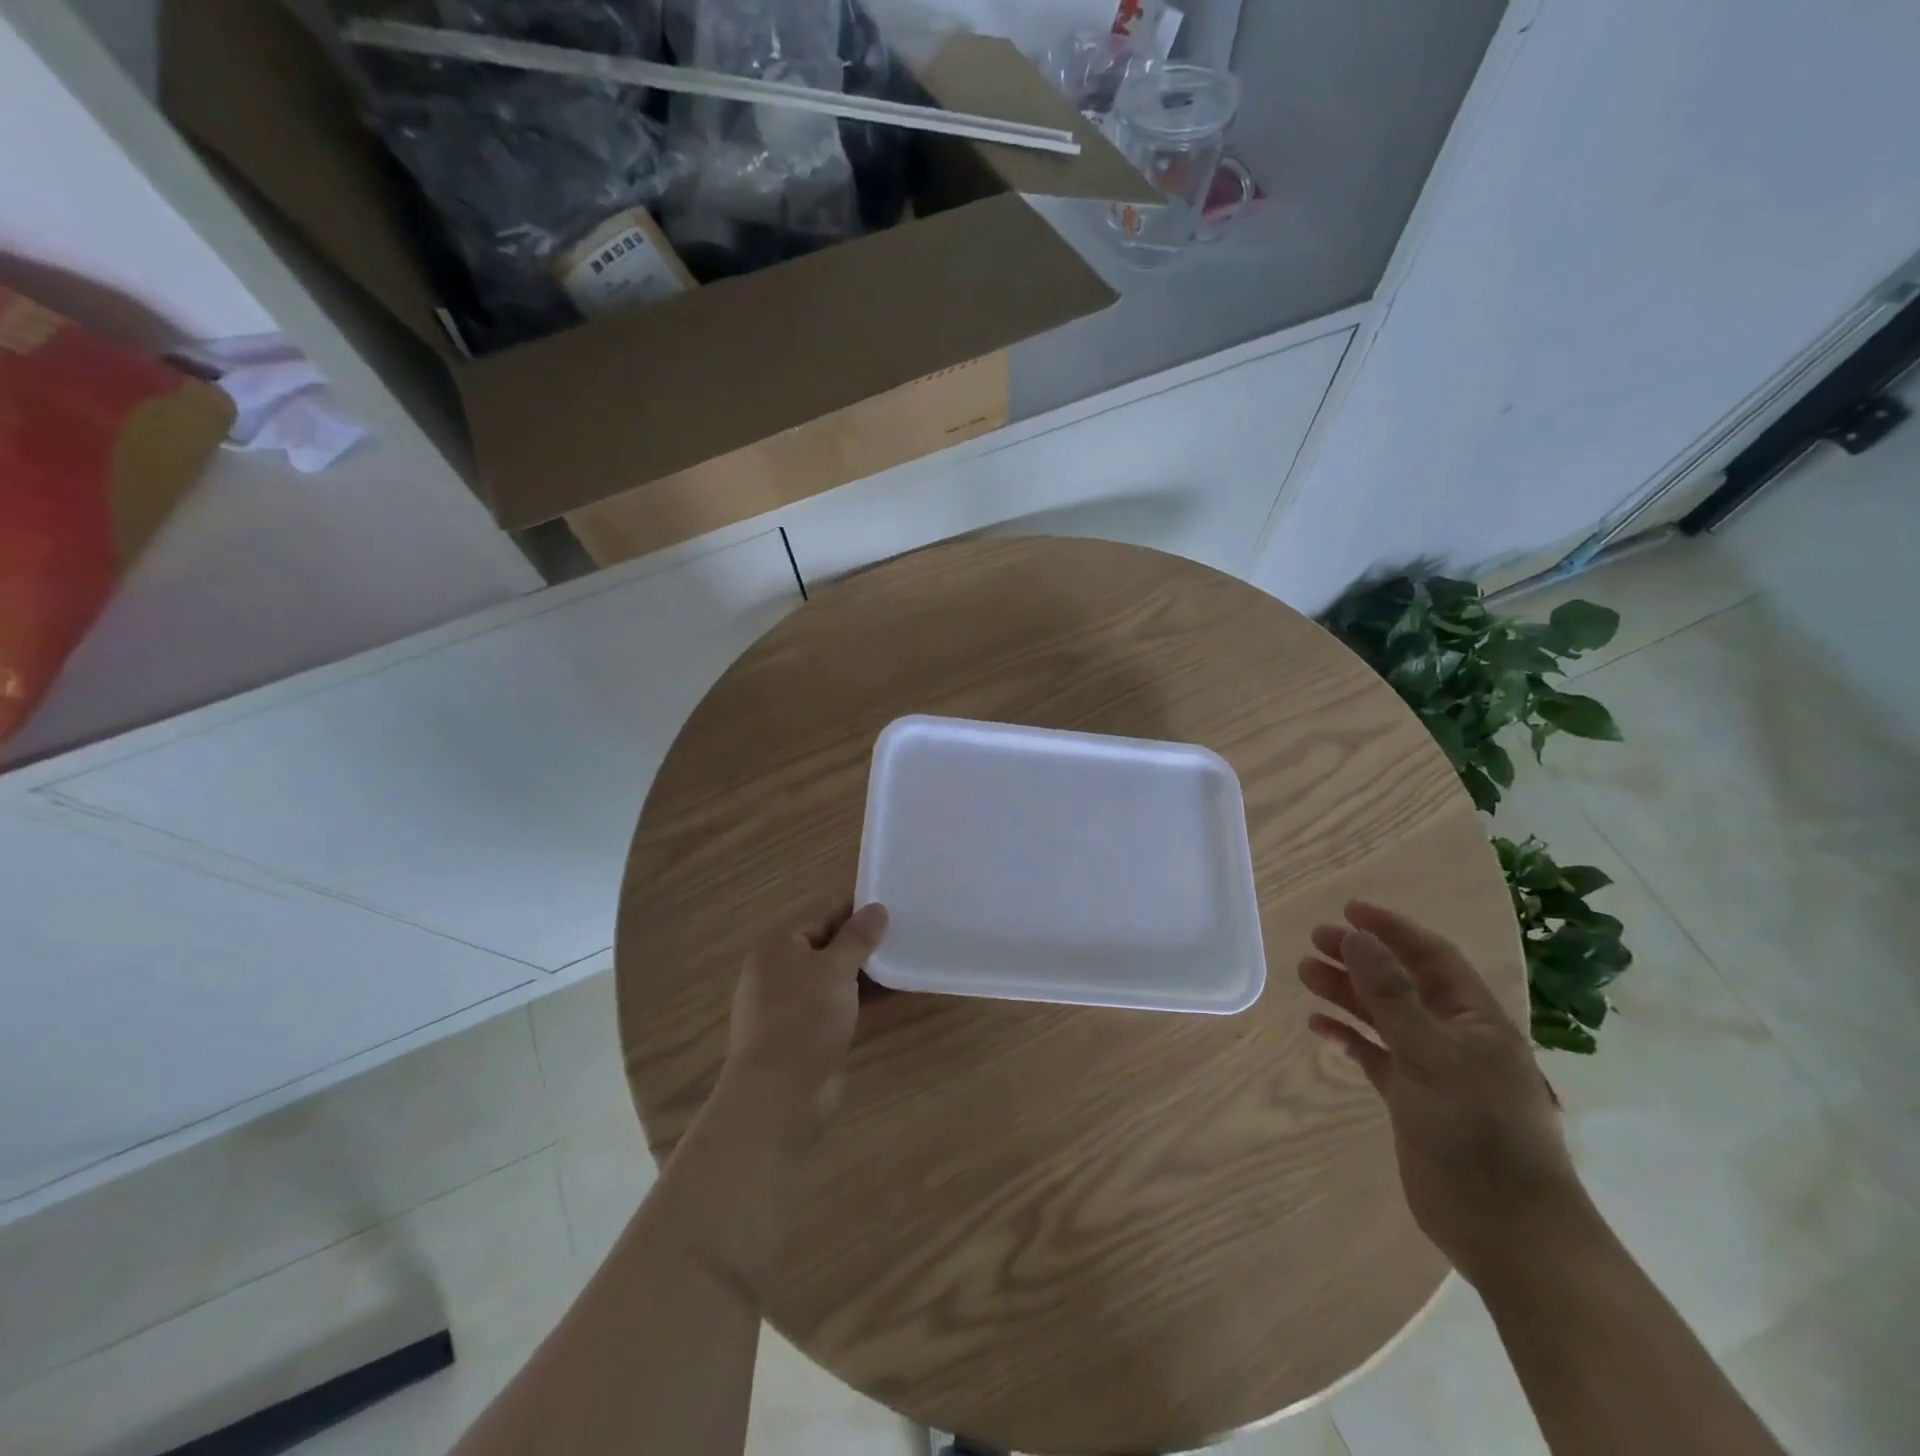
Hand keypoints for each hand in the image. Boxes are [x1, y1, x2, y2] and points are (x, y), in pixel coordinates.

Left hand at [724, 901, 889, 1126]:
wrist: (780, 1094)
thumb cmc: (804, 1016)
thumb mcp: (836, 968)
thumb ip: (858, 937)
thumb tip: (877, 908)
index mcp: (777, 948)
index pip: (821, 917)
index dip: (855, 911)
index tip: (891, 906)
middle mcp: (779, 974)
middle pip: (828, 949)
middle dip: (864, 944)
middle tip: (904, 934)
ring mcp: (792, 1008)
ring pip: (836, 981)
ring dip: (867, 975)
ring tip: (906, 962)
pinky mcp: (807, 1037)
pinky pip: (840, 1008)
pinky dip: (864, 1002)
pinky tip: (896, 996)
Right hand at [1298, 901, 1590, 1286]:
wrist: (1507, 1230)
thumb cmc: (1478, 1131)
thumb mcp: (1432, 1055)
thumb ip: (1390, 996)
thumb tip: (1357, 938)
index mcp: (1475, 1021)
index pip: (1432, 957)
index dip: (1393, 930)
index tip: (1349, 910)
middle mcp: (1454, 1038)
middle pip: (1401, 983)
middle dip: (1361, 958)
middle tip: (1316, 940)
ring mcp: (1431, 1070)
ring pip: (1382, 1017)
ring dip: (1347, 993)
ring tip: (1306, 973)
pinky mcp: (1411, 1100)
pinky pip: (1373, 1055)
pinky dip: (1347, 1037)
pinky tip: (1319, 1028)